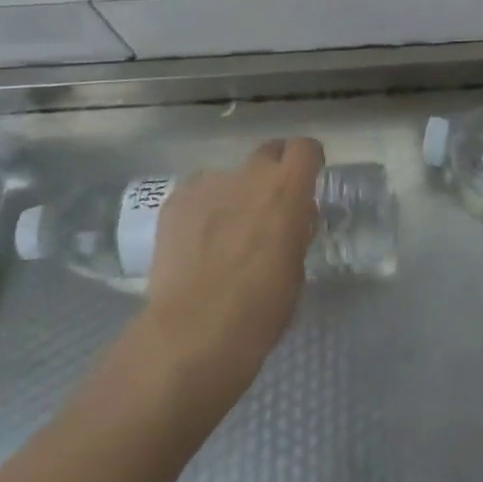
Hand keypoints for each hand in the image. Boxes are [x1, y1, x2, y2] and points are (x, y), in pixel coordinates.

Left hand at [124, 137, 324, 400]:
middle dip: (272, 173)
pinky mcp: (174, 203)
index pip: (305, 148)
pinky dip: (203, 210)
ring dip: (235, 195)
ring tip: (225, 234)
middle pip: (268, 152)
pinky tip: (197, 243)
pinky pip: (198, 194)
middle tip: (269, 208)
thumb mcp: (296, 269)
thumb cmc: (259, 309)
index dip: (308, 161)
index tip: (307, 180)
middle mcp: (248, 175)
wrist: (191, 334)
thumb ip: (295, 230)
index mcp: (286, 189)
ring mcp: (206, 185)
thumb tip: (290, 219)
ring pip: (229, 177)